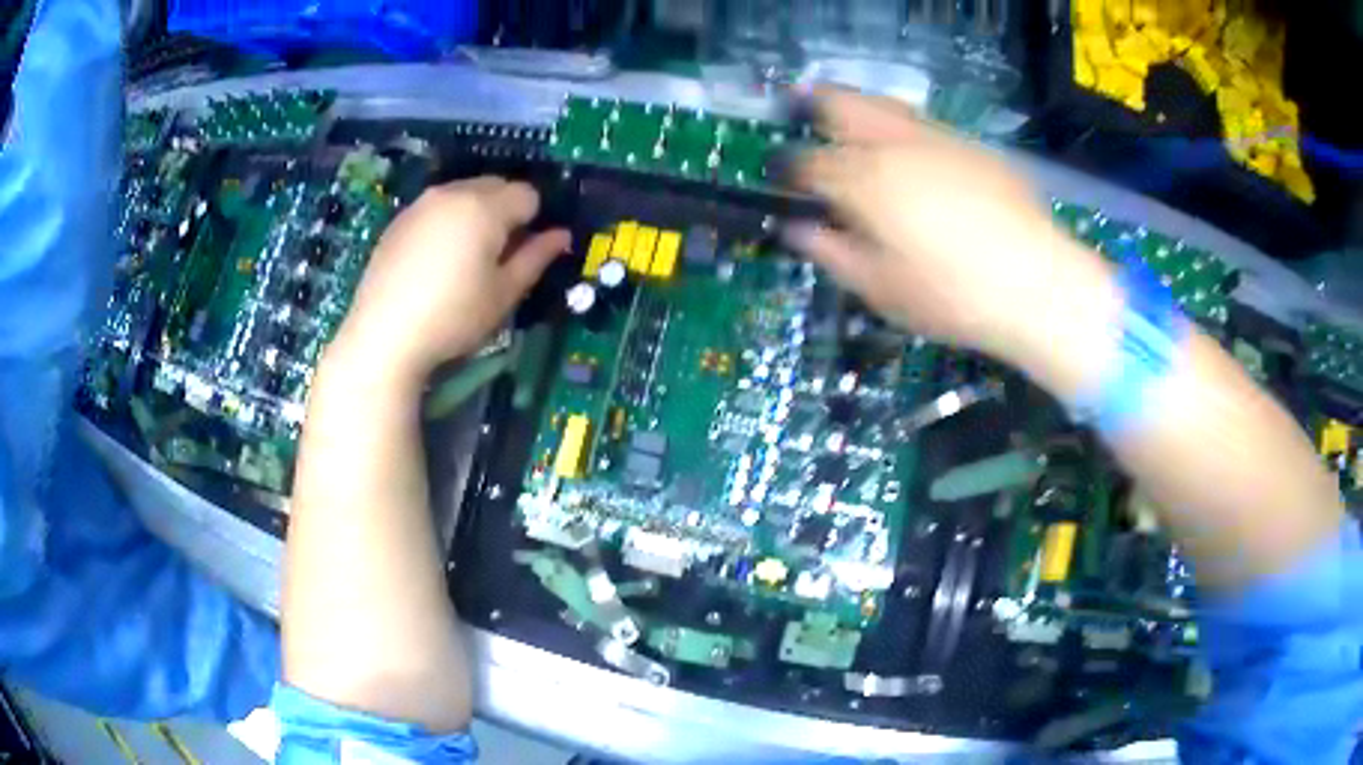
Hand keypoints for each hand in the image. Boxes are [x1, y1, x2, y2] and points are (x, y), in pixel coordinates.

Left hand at [330, 177, 569, 385]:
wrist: (384, 335)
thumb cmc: (453, 317)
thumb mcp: (503, 293)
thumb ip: (536, 257)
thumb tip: (561, 235)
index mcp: (485, 206)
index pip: (528, 194)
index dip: (533, 221)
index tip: (523, 253)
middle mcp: (453, 192)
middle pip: (496, 185)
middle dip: (505, 211)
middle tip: (497, 256)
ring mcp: (421, 203)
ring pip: (464, 193)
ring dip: (476, 213)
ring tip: (464, 258)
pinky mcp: (399, 220)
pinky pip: (437, 208)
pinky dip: (447, 222)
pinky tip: (435, 261)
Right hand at [783, 89, 1097, 360]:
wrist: (1039, 286)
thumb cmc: (953, 298)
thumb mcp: (880, 289)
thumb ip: (831, 252)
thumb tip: (796, 230)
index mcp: (864, 182)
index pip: (808, 163)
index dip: (786, 169)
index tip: (779, 176)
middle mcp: (895, 145)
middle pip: (840, 104)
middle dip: (813, 105)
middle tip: (801, 111)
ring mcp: (937, 138)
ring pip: (884, 105)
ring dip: (857, 109)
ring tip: (850, 123)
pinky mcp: (973, 147)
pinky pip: (923, 124)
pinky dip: (901, 128)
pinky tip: (910, 153)